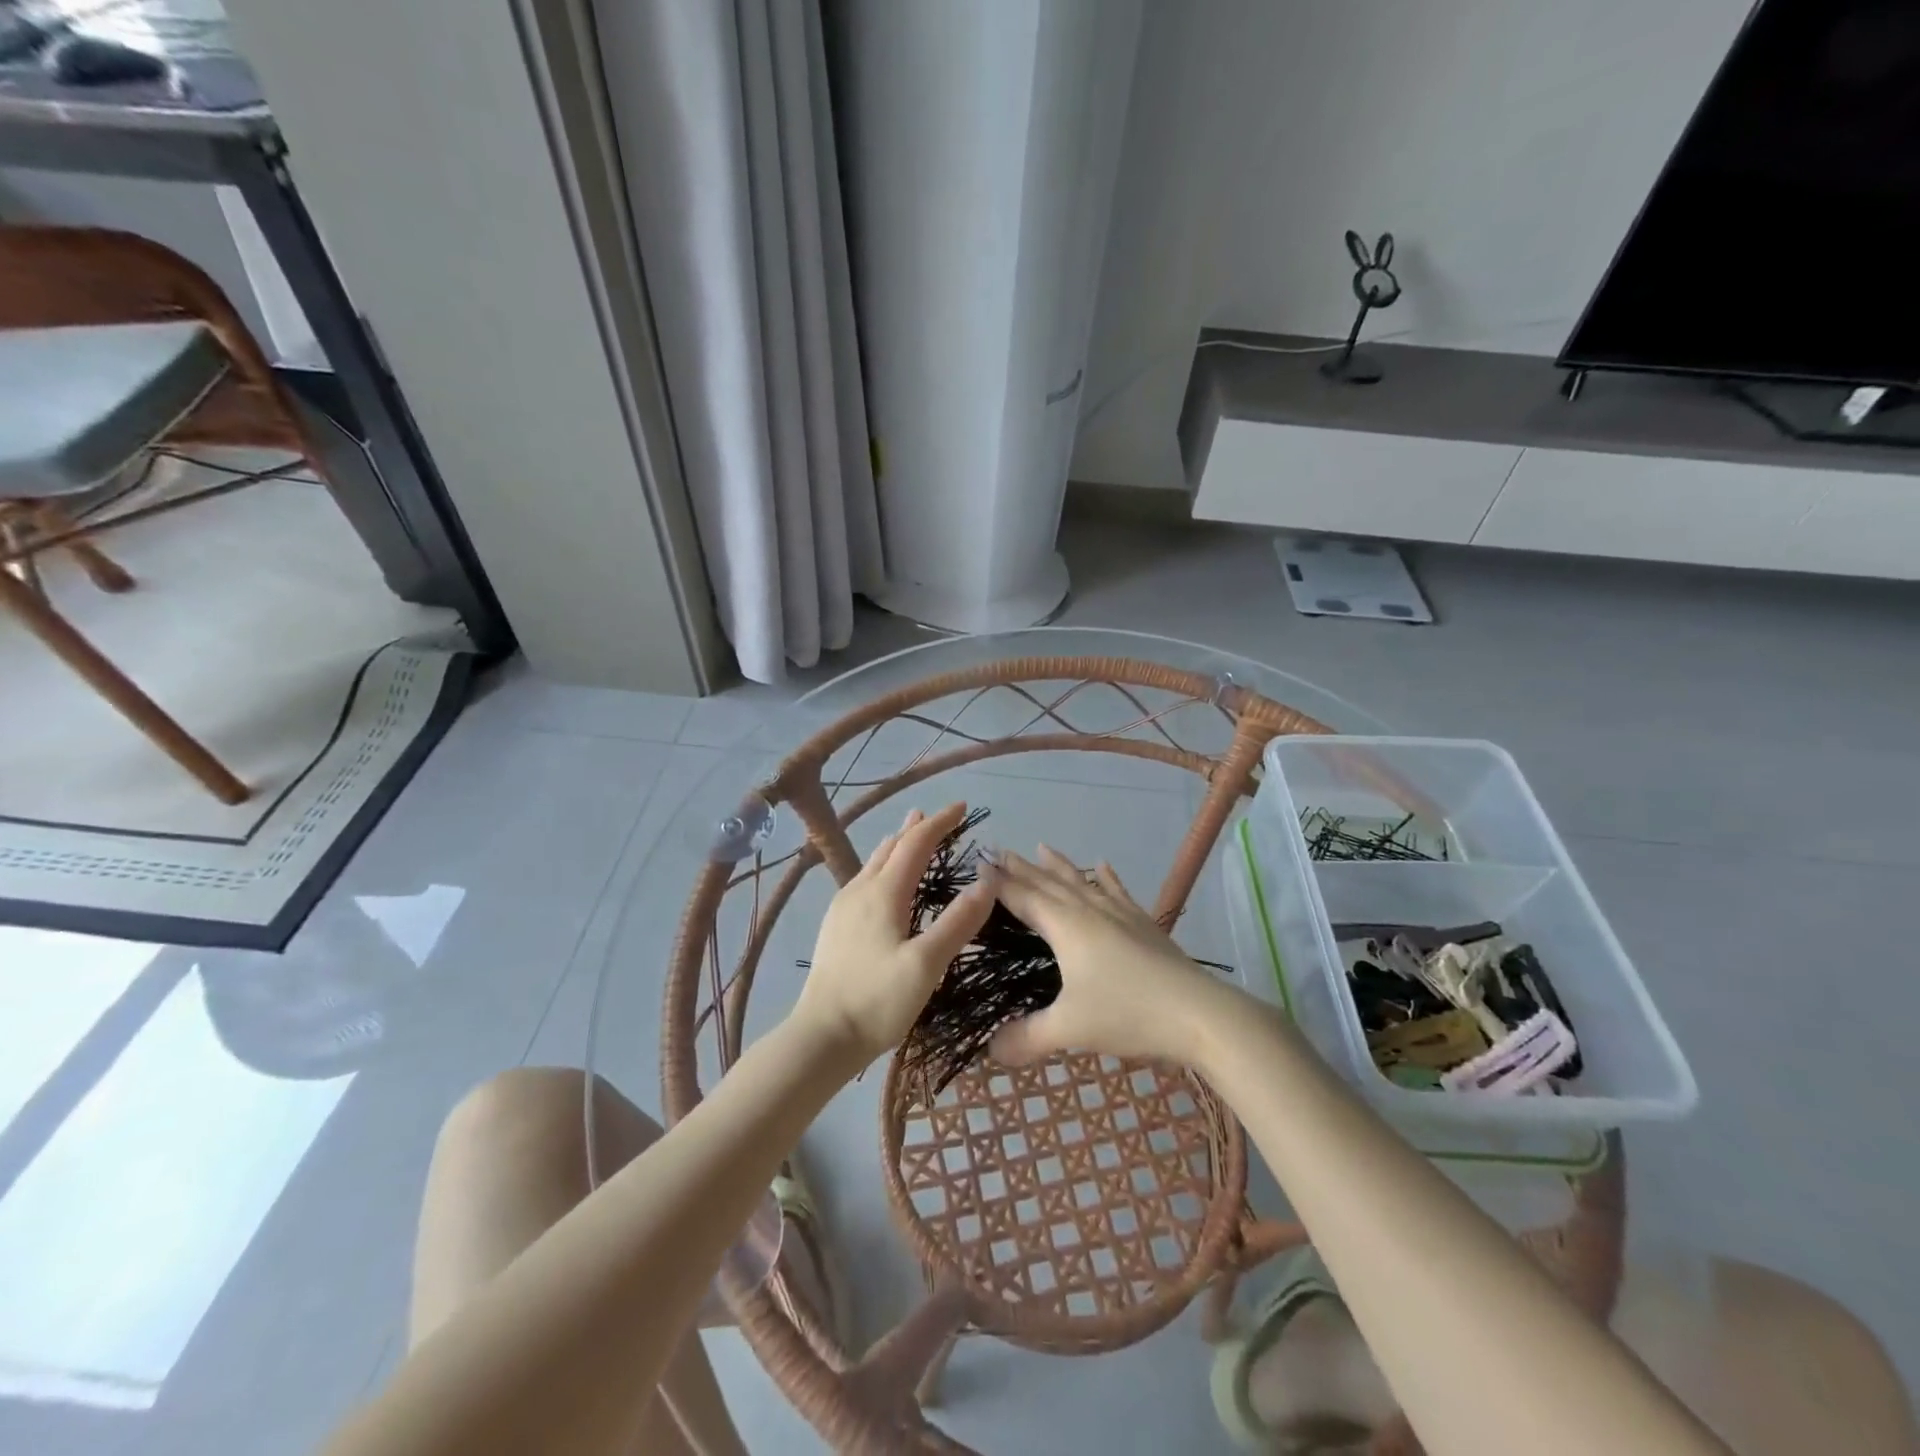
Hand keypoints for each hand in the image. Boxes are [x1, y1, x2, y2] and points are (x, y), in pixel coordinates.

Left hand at [790, 803, 996, 1069]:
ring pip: (874, 862)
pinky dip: (884, 865)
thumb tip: (988, 881)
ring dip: (898, 845)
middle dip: (919, 828)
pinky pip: (864, 879)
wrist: (821, 1036)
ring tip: (910, 834)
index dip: (941, 822)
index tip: (963, 808)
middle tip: (940, 817)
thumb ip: (958, 922)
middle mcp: (860, 890)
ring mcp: (843, 907)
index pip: (916, 843)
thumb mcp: (927, 964)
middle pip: (892, 846)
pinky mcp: (836, 926)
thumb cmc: (877, 1001)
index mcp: (884, 892)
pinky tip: (883, 882)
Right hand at [988, 847, 1231, 1067]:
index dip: (999, 883)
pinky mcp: (1143, 923)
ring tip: (1042, 847)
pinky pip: (1117, 891)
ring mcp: (1119, 913)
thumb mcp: (1070, 1030)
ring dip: (1059, 866)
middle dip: (1022, 868)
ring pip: (1081, 882)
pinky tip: (1103, 865)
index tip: (978, 864)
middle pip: (1048, 882)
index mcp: (1065, 927)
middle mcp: (1089, 910)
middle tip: (999, 850)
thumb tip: (990, 1051)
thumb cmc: (1128, 1013)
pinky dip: (1106, 878)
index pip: (1023, 897)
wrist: (1198, 1013)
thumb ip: (1027, 1038)